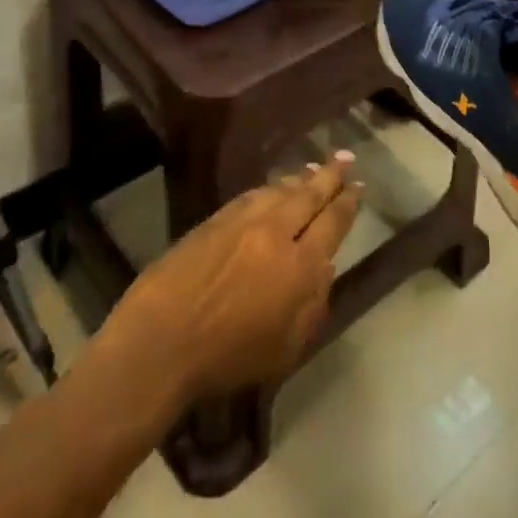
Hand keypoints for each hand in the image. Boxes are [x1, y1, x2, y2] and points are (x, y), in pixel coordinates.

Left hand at [101, 156, 360, 404]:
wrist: (159, 345)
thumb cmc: (227, 359)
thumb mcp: (286, 349)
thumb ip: (312, 305)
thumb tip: (324, 268)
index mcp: (300, 266)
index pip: (333, 223)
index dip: (348, 203)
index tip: (358, 187)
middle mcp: (275, 233)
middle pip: (309, 195)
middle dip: (330, 175)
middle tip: (344, 158)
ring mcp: (242, 222)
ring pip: (279, 190)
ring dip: (300, 178)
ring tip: (312, 169)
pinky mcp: (213, 221)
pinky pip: (250, 196)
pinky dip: (268, 189)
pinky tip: (271, 188)